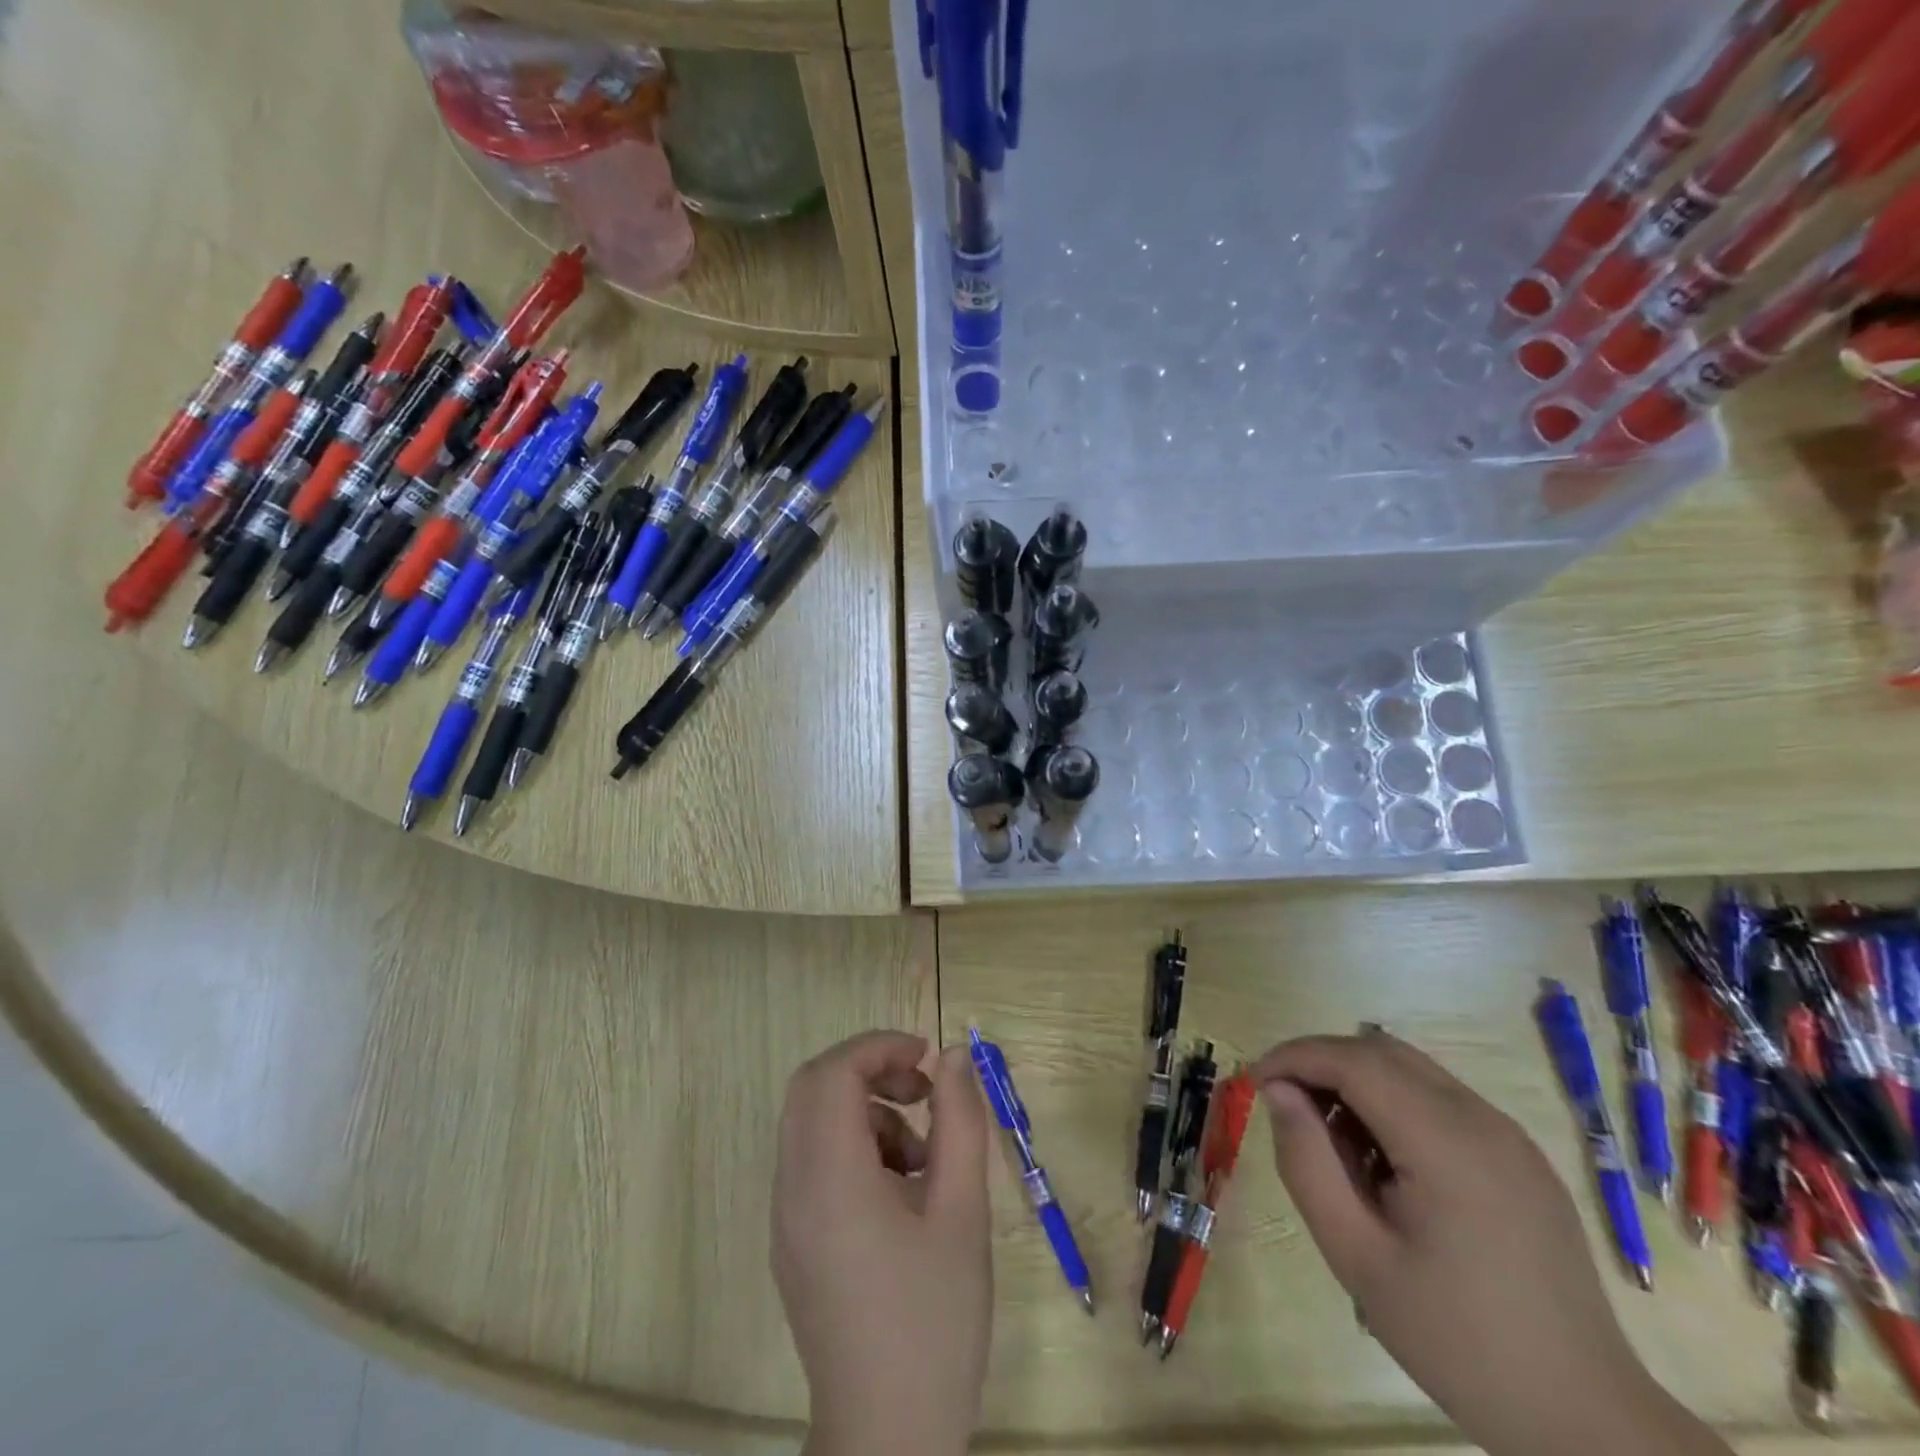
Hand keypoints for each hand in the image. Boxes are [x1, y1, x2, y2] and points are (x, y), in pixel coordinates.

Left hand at [773, 1031, 991, 1455]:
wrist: (887, 1440)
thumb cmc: (933, 1323)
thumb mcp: (963, 1214)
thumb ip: (960, 1123)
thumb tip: (952, 1057)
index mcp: (829, 1180)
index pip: (833, 1073)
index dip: (879, 1046)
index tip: (926, 1056)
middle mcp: (793, 1189)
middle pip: (812, 1088)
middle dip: (869, 1070)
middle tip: (922, 1090)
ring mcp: (786, 1219)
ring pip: (811, 1123)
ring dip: (865, 1113)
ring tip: (924, 1157)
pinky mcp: (792, 1243)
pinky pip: (812, 1163)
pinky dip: (853, 1148)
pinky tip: (902, 1192)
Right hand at [1251, 1033, 1729, 1455]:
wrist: (1586, 1420)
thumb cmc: (1458, 1341)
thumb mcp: (1357, 1257)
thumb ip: (1307, 1163)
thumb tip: (1278, 1092)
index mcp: (1446, 1143)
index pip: (1353, 1059)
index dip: (1294, 1056)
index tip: (1254, 1082)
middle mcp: (1482, 1120)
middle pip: (1381, 1052)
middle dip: (1321, 1063)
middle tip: (1285, 1108)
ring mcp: (1509, 1135)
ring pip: (1411, 1070)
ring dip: (1357, 1082)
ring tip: (1333, 1143)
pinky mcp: (1520, 1156)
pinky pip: (1441, 1099)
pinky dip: (1394, 1104)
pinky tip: (1385, 1163)